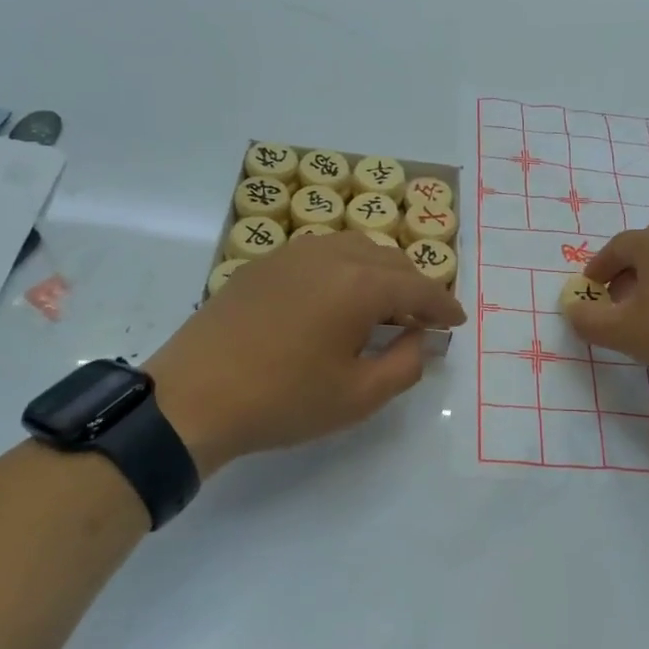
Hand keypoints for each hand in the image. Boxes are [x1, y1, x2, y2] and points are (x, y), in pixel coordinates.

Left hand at [144, 230, 464, 475]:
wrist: (192, 398)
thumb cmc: (282, 400)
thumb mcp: (358, 396)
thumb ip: (405, 364)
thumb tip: (418, 338)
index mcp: (360, 284)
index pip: (419, 286)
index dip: (443, 305)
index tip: (457, 322)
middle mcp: (330, 255)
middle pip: (389, 259)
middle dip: (414, 286)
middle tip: (421, 320)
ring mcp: (291, 254)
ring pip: (354, 248)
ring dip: (379, 273)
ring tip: (382, 306)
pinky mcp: (262, 264)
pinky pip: (320, 254)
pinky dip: (344, 269)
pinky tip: (335, 300)